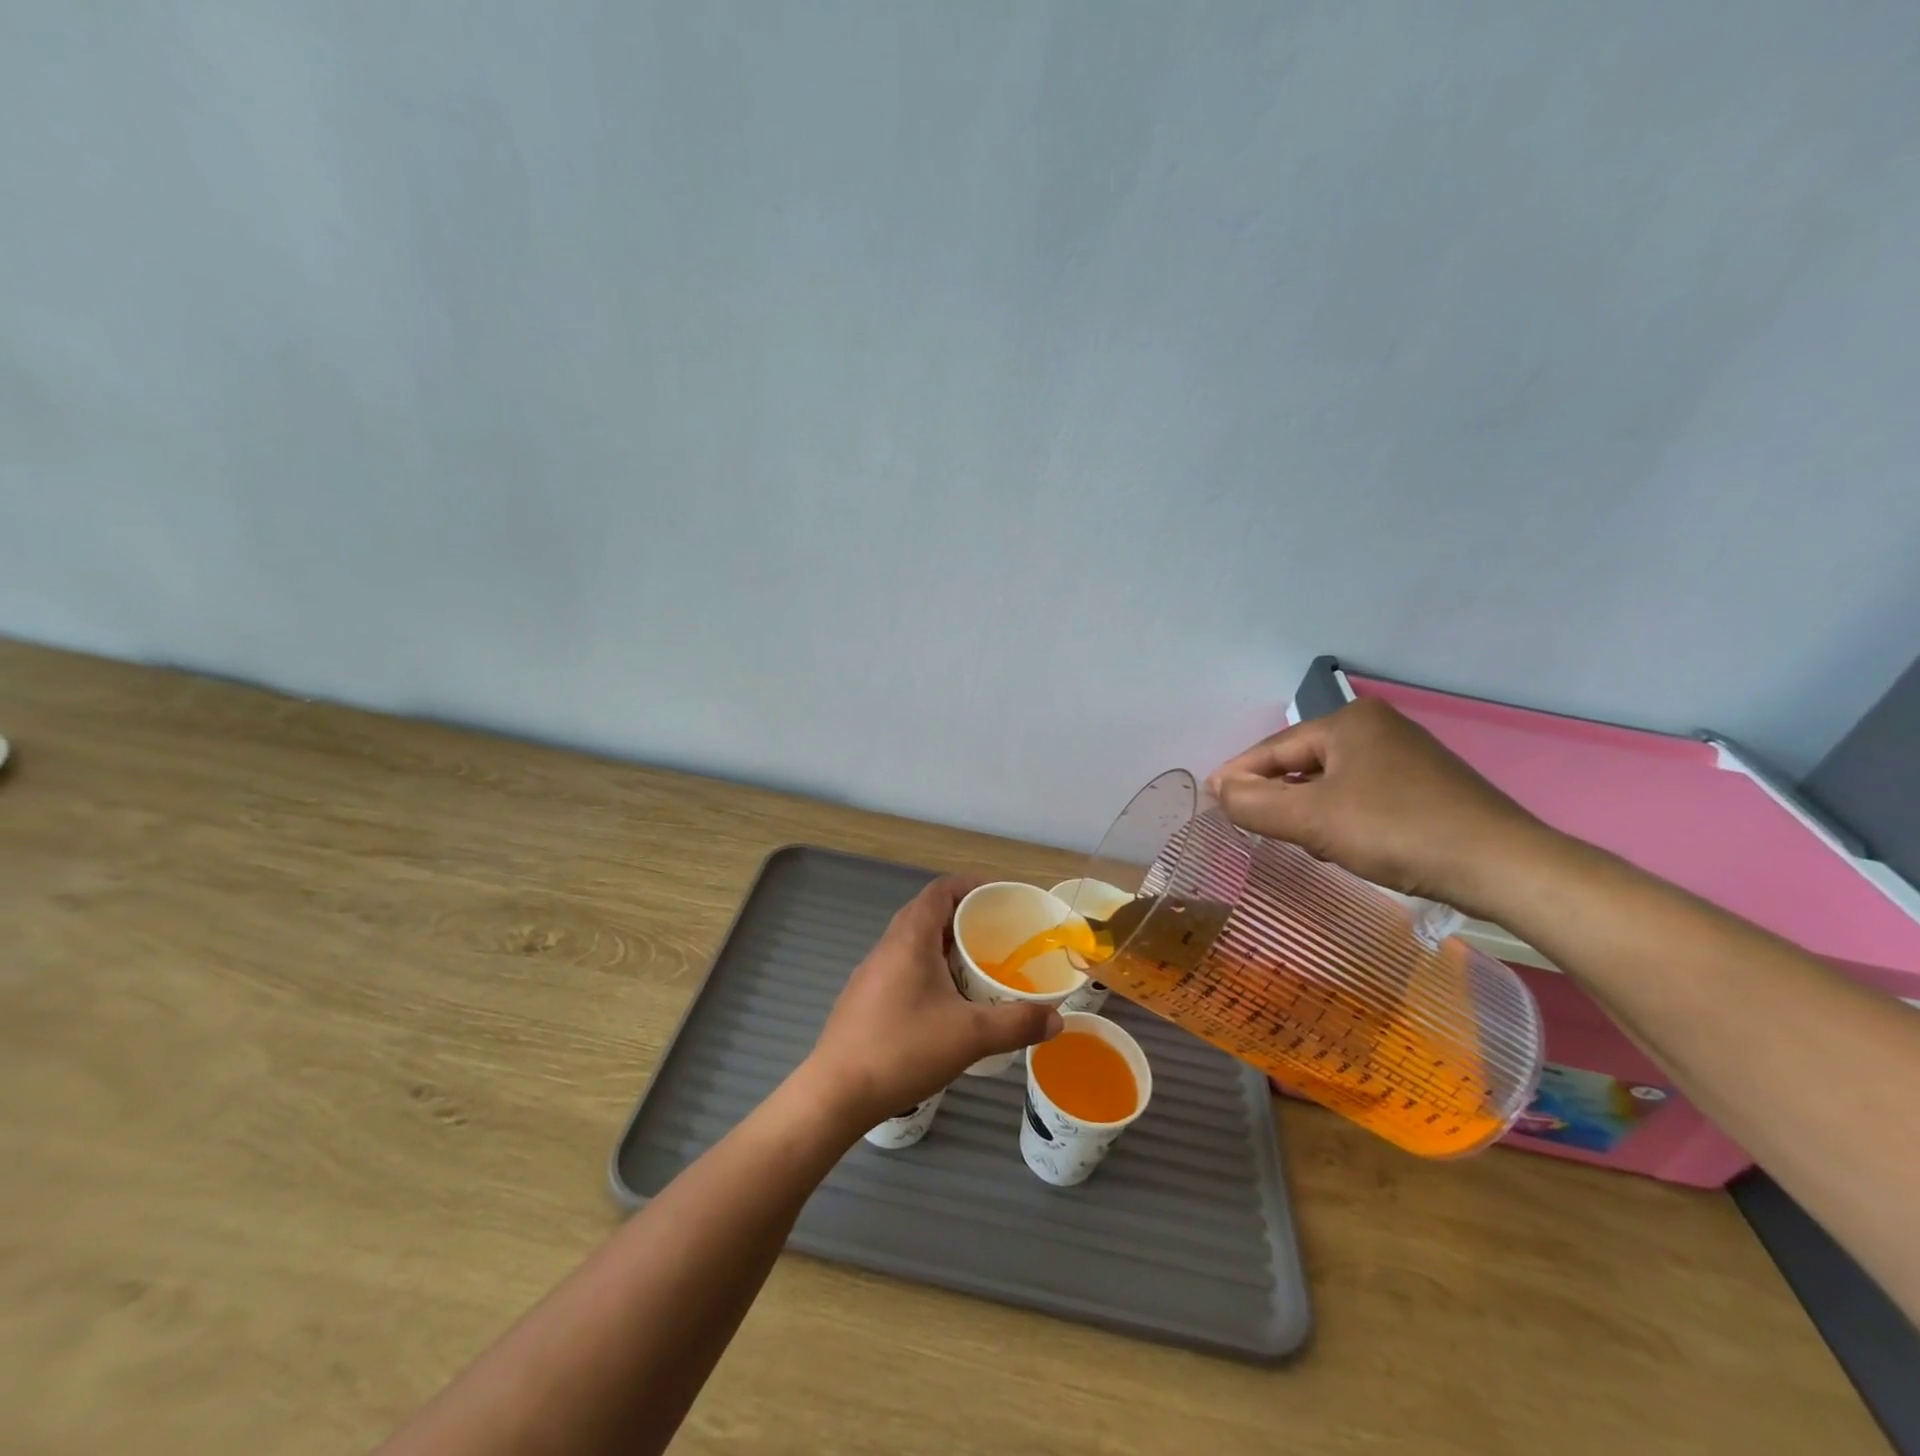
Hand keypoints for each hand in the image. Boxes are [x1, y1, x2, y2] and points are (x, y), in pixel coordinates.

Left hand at [800, 876, 1063, 1129]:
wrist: (835, 1093)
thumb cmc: (903, 1050)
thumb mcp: (970, 1036)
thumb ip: (1017, 1023)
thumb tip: (1057, 1019)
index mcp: (910, 938)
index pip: (941, 890)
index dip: (972, 885)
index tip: (1002, 897)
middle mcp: (888, 945)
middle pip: (928, 912)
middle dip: (965, 917)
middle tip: (999, 934)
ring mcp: (872, 972)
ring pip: (914, 942)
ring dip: (946, 945)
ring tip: (978, 967)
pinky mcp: (864, 997)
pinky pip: (904, 966)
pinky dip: (930, 968)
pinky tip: (947, 1002)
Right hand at [1205, 699, 1551, 918]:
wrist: (1502, 866)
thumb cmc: (1396, 831)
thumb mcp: (1312, 819)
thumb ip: (1255, 803)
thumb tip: (1218, 789)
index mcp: (1348, 721)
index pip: (1273, 748)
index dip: (1237, 776)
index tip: (1210, 801)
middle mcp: (1376, 727)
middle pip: (1301, 762)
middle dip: (1274, 794)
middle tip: (1249, 825)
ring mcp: (1405, 755)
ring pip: (1330, 780)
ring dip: (1305, 808)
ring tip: (1292, 837)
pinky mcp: (1425, 785)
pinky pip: (1359, 793)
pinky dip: (1338, 814)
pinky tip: (1339, 841)